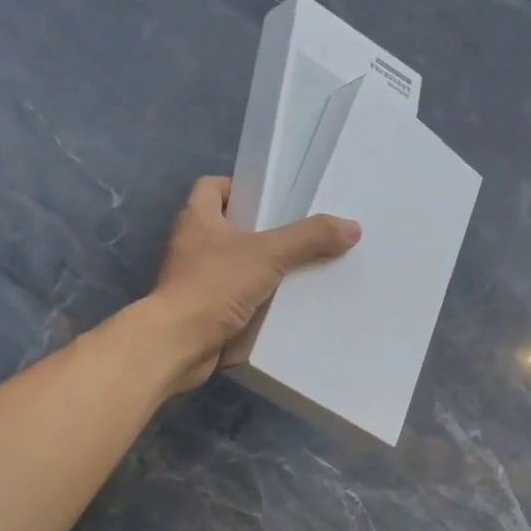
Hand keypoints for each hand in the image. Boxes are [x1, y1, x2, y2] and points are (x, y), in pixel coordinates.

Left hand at [148, 176, 359, 393]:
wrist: (178, 344)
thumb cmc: (214, 285)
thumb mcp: (268, 254)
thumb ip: (309, 238)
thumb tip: (352, 227)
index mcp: (198, 218)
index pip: (214, 187)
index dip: (242, 188)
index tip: (273, 201)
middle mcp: (192, 245)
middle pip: (231, 227)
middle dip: (264, 233)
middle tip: (301, 237)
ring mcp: (195, 280)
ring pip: (235, 266)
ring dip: (264, 270)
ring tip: (303, 271)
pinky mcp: (203, 312)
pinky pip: (235, 299)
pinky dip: (257, 302)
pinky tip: (286, 307)